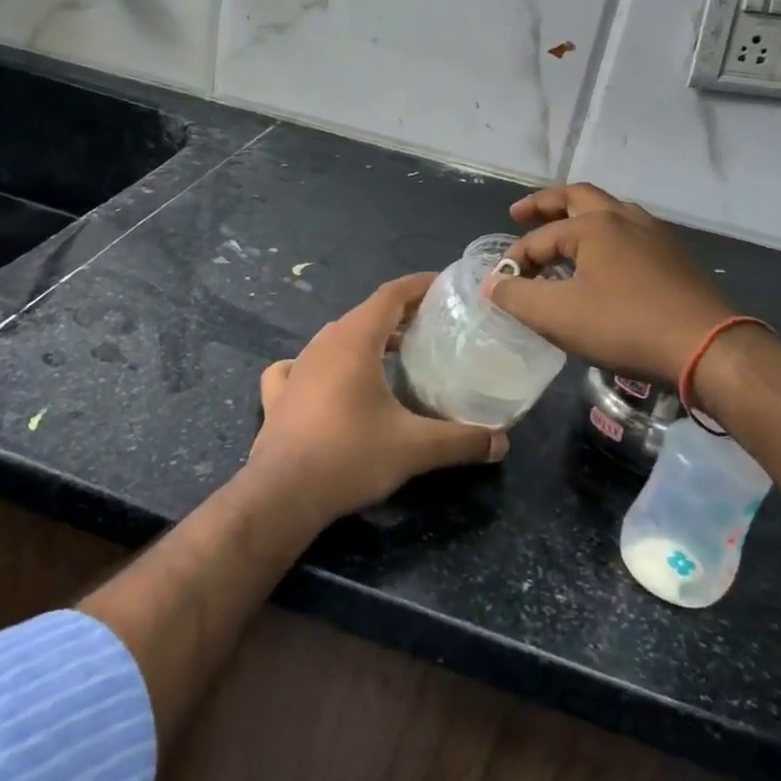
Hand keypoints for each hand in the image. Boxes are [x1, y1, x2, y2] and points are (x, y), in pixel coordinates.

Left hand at [248, 274, 506, 524]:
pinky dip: (323, 364)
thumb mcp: (414, 448)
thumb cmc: (350, 456)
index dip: (419, 286)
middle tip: (432, 327)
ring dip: (367, 338)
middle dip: (400, 314)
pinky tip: (328, 380)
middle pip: (366, 313)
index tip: (446, 287)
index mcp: (354, 340)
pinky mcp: (279, 394)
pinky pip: (301, 365)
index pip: (391, 295)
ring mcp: (297, 367)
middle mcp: (323, 344)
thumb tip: (502, 442)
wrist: (282, 494)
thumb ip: (461, 440)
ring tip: (395, 353)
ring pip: (336, 338)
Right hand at [486, 183, 735, 384]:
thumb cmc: (624, 325)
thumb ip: (517, 296)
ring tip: (561, 233)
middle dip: (545, 204)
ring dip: (578, 216)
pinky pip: (630, 232)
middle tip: (520, 214)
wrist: (706, 347)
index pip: (539, 238)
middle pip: (577, 197)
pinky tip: (604, 260)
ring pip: (609, 211)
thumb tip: (492, 284)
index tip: (501, 284)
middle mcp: (624, 217)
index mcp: (594, 225)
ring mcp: (655, 234)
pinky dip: (605, 235)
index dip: (515, 261)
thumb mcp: (558, 316)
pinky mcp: (675, 256)